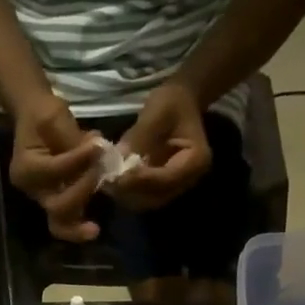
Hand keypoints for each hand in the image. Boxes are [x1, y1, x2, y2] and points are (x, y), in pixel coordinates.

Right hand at [8, 95, 103, 241]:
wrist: (33, 118)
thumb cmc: (42, 114)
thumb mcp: (55, 116)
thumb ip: (73, 138)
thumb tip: (98, 152)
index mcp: (25, 168)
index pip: (55, 170)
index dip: (78, 160)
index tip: (99, 145)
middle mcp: (32, 189)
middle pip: (56, 206)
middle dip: (81, 192)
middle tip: (100, 174)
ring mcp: (43, 198)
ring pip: (59, 223)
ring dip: (78, 225)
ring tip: (94, 229)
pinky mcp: (54, 201)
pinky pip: (67, 220)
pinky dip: (79, 224)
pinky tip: (92, 228)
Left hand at [111, 81, 212, 211]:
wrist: (180, 103)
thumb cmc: (172, 102)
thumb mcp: (158, 111)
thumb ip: (140, 136)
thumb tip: (119, 157)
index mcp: (197, 160)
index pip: (166, 179)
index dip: (141, 180)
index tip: (118, 175)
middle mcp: (189, 180)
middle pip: (157, 196)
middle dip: (132, 190)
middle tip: (108, 180)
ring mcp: (177, 187)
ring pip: (148, 201)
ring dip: (127, 194)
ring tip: (108, 181)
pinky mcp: (164, 188)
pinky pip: (144, 197)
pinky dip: (128, 192)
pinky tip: (113, 181)